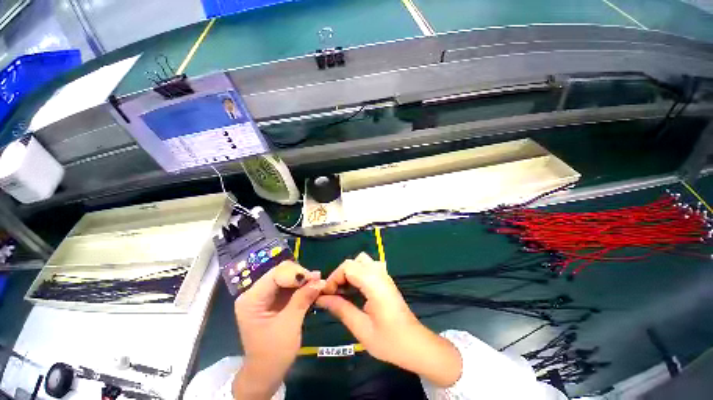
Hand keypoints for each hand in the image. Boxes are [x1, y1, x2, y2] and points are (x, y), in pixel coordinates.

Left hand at [232, 261, 324, 399]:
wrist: (266, 373)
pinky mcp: (272, 300)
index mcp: (252, 299)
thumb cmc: (274, 353)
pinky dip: (300, 286)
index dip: (296, 273)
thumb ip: (303, 299)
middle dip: (300, 275)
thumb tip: (320, 280)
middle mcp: (255, 293)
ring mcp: (263, 296)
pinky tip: (312, 288)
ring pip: (286, 277)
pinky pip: (288, 286)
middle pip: (281, 273)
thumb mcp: (290, 325)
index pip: (276, 274)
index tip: (315, 278)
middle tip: (318, 280)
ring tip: (318, 283)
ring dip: (302, 280)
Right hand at [316, 253, 461, 387]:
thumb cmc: (389, 341)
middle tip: (334, 294)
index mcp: (374, 283)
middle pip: (354, 261)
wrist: (415, 344)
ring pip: (361, 261)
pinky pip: (368, 267)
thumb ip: (341, 309)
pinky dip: (358, 274)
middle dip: (340, 275)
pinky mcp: (386, 280)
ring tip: (344, 291)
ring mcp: (384, 275)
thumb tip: (321, 298)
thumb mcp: (361, 328)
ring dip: (350, 272)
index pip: (348, 267)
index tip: (327, 296)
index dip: (334, 278)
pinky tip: (355, 290)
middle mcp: (379, 273)